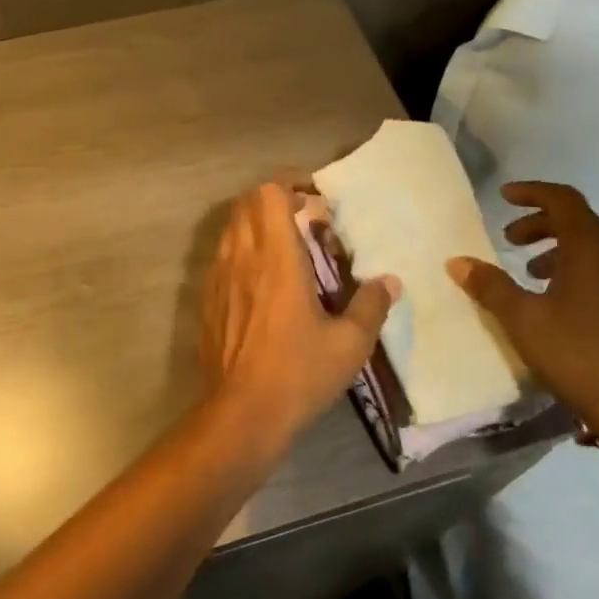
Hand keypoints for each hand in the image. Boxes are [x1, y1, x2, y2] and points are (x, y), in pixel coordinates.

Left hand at [201, 179, 399, 448]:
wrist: (241, 414)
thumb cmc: (299, 373)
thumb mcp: (349, 343)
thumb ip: (372, 305)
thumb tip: (390, 281)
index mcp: (276, 257)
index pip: (268, 193)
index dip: (288, 184)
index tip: (313, 199)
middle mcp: (242, 257)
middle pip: (246, 203)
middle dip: (273, 200)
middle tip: (304, 219)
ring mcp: (218, 277)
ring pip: (230, 228)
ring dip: (255, 224)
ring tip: (284, 247)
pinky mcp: (207, 300)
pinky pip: (220, 257)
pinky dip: (240, 251)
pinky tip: (261, 281)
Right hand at [448, 181, 598, 432]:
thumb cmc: (577, 352)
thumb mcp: (522, 318)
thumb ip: (490, 286)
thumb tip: (457, 262)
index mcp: (592, 248)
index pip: (563, 200)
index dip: (532, 193)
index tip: (504, 197)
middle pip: (580, 222)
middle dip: (542, 225)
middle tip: (510, 240)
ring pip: (596, 250)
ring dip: (560, 251)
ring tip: (531, 273)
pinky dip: (580, 272)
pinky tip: (562, 303)